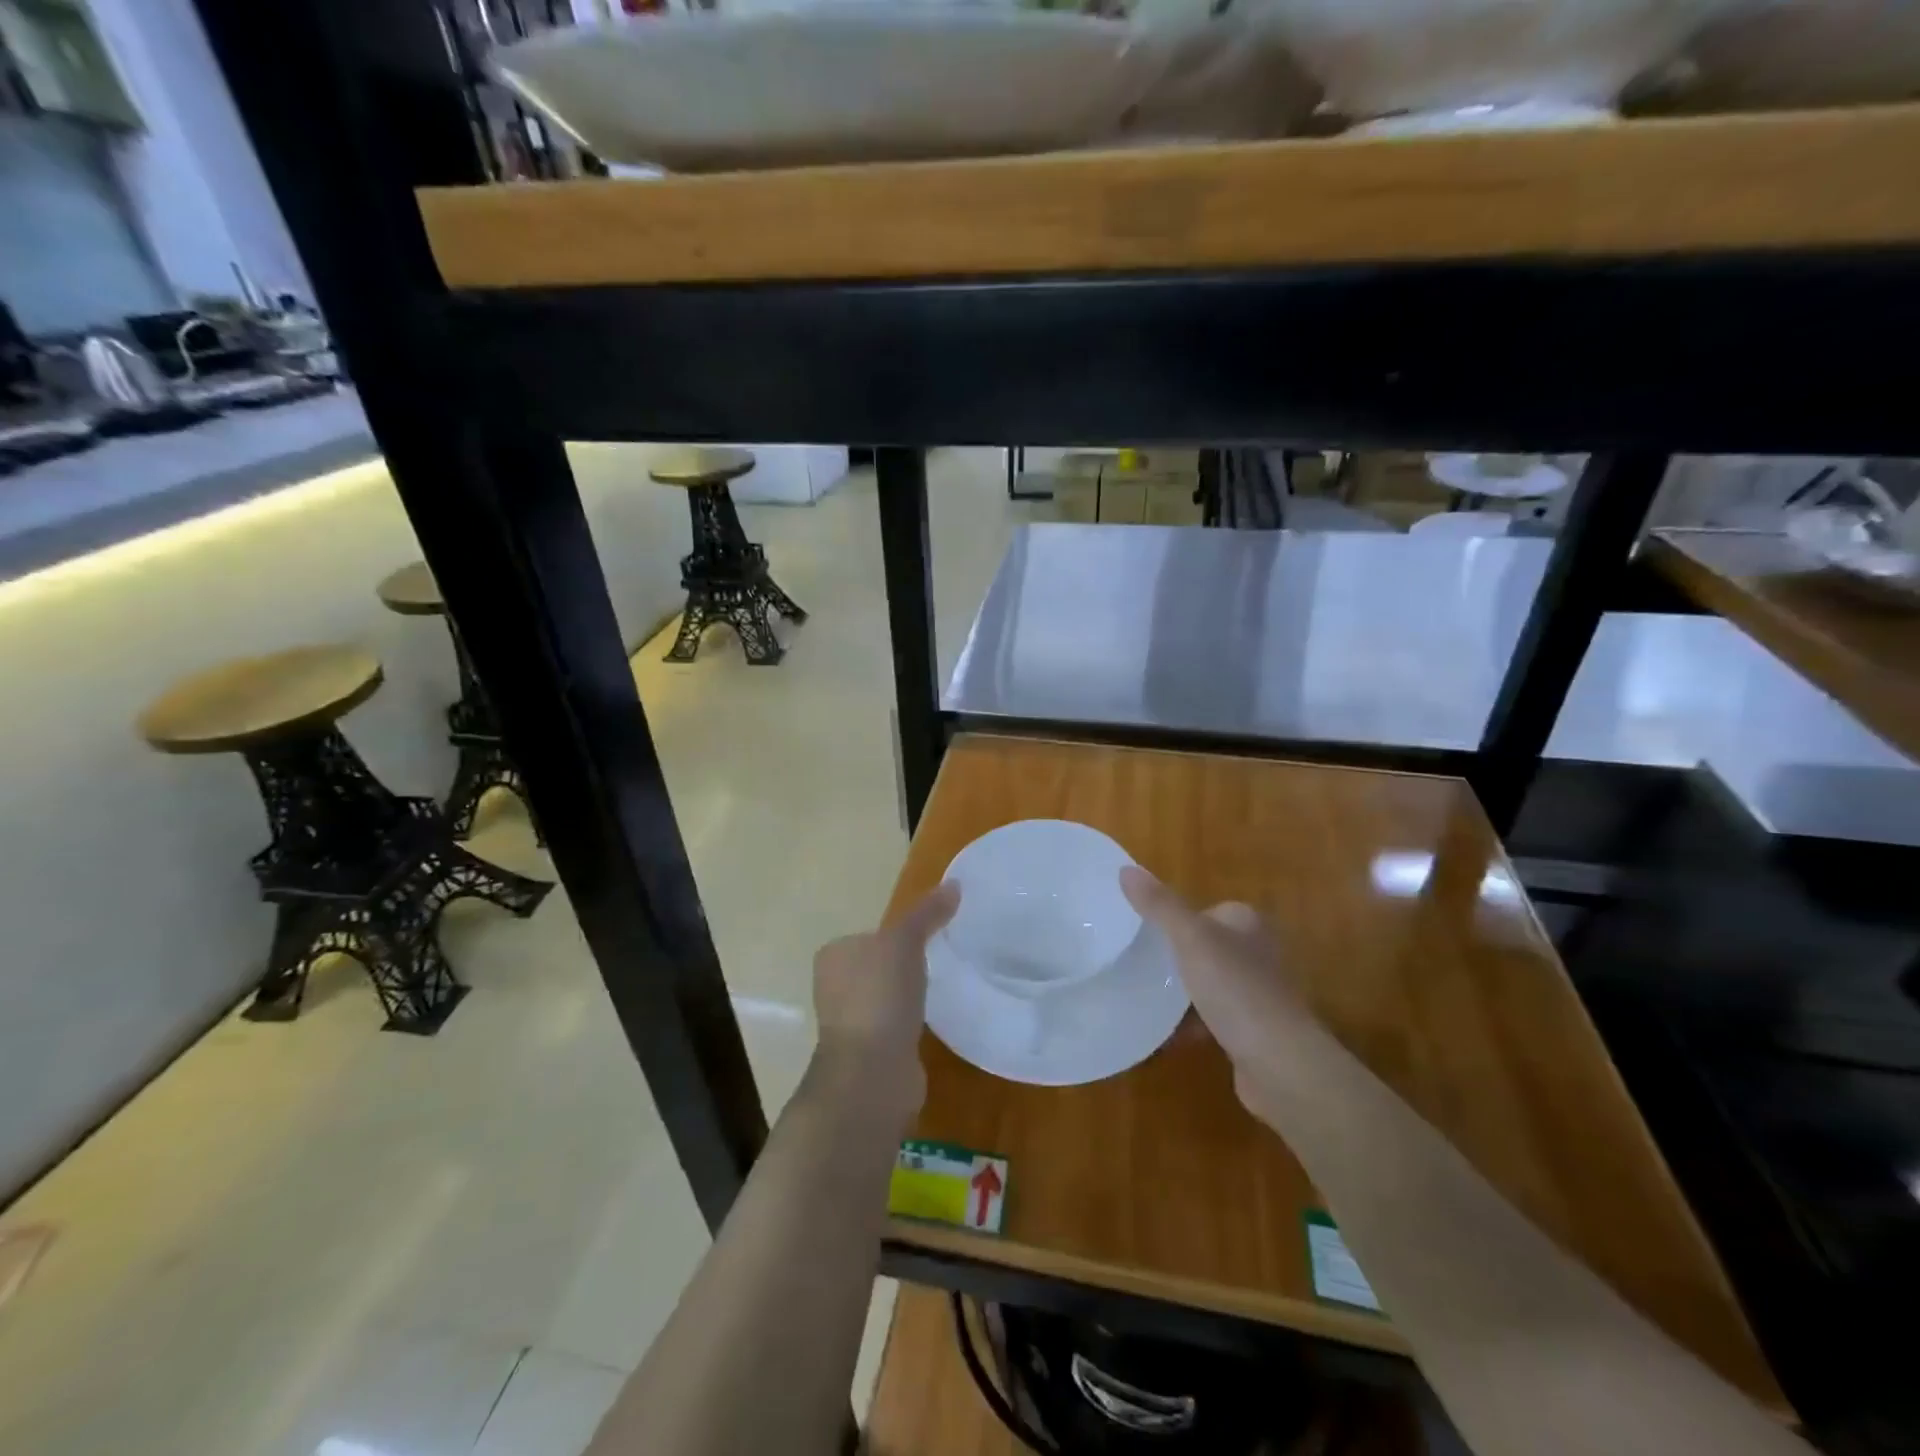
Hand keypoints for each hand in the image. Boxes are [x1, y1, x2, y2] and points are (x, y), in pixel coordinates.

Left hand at [810, 882, 959, 1122]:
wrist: (872, 1073)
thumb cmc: (880, 997)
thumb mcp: (905, 942)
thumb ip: (927, 913)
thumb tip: (954, 883)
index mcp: (834, 956)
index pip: (870, 935)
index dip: (899, 934)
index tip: (932, 935)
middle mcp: (835, 987)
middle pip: (878, 965)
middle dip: (904, 966)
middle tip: (942, 959)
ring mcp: (852, 1022)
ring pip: (887, 997)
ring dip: (907, 996)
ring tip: (940, 989)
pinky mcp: (871, 1052)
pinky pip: (896, 1025)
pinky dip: (911, 1022)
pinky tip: (931, 1022)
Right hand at [1120, 866, 1317, 1118]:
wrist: (1280, 1065)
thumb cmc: (1236, 990)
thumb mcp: (1190, 939)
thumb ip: (1159, 905)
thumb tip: (1125, 869)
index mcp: (1247, 924)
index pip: (1206, 910)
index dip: (1175, 919)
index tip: (1142, 932)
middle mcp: (1256, 954)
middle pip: (1204, 947)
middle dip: (1173, 957)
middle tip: (1135, 964)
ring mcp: (1256, 995)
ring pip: (1206, 984)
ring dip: (1179, 993)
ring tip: (1140, 996)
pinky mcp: (1251, 1032)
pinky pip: (1210, 1020)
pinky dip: (1187, 1025)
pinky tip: (1160, 1034)